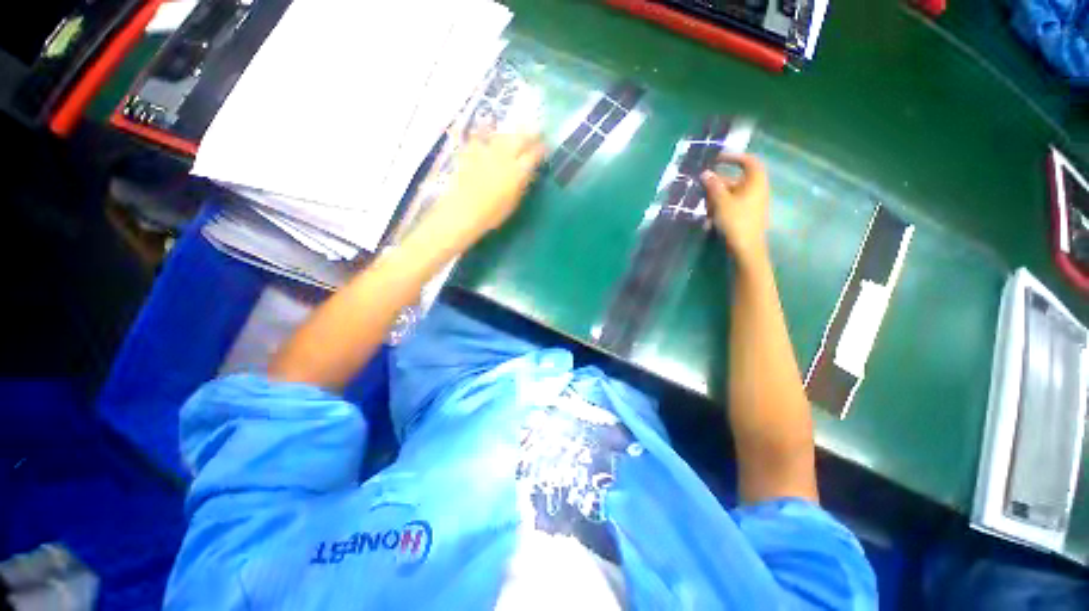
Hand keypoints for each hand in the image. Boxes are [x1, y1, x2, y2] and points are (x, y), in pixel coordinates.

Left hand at [413, 131, 545, 255]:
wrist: (463, 210)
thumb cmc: (492, 213)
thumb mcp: (513, 202)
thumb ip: (522, 184)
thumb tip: (528, 172)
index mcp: (517, 171)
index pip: (533, 155)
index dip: (541, 149)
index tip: (546, 146)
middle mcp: (504, 157)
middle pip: (520, 138)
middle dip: (530, 133)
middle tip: (537, 131)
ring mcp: (487, 152)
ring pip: (503, 135)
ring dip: (512, 133)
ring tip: (515, 132)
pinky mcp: (471, 151)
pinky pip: (480, 136)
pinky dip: (485, 132)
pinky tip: (486, 129)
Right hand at [701, 153, 770, 264]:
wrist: (746, 248)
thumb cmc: (736, 221)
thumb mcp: (721, 201)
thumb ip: (713, 186)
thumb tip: (706, 173)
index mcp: (755, 182)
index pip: (748, 162)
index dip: (734, 157)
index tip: (716, 159)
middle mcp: (756, 190)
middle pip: (735, 180)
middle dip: (717, 183)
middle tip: (702, 188)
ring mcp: (751, 204)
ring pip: (731, 194)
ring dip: (716, 198)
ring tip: (704, 207)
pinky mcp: (746, 216)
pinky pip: (731, 205)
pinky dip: (720, 207)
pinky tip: (709, 218)